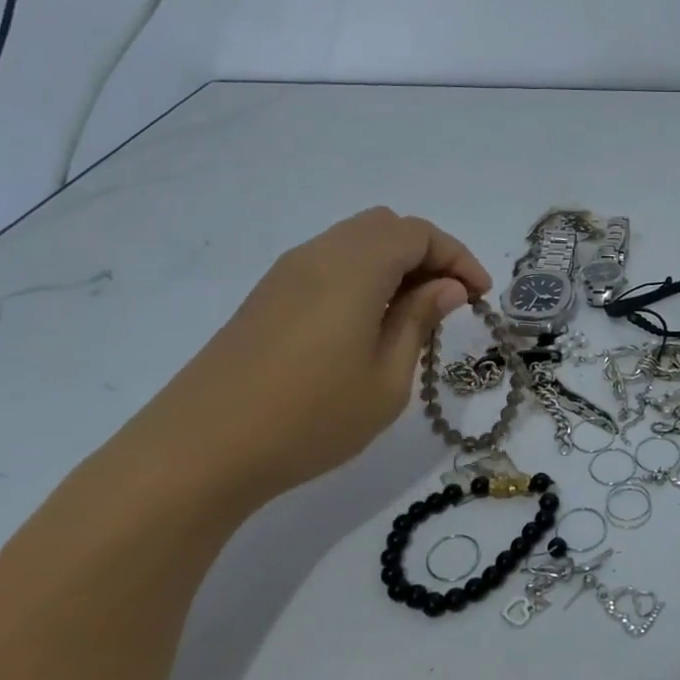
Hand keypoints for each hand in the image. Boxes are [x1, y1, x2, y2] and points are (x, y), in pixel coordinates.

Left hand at [111, 208, 490, 508]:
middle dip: (427, 254)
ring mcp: (286, 274)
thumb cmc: (310, 417)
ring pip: (354, 242)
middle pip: (385, 227)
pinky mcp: (266, 298)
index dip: (458, 257)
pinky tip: (367, 325)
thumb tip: (447, 287)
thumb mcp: (386, 378)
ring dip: (394, 265)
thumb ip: (419, 321)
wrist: (199, 452)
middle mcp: (319, 255)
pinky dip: (363, 277)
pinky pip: (328, 264)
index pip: (419, 233)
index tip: (480, 296)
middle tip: (448, 301)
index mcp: (354, 267)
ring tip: (412, 316)